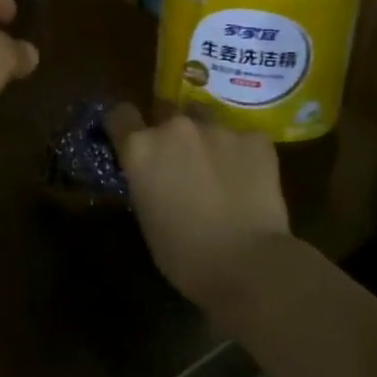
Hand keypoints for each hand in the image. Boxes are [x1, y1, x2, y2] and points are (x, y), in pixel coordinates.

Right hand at [102, 105, 292, 308]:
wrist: (248, 265)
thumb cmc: (185, 256)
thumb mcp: (147, 217)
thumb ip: (145, 182)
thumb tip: (154, 175)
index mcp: (141, 148)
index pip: (120, 115)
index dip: (125, 126)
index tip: (131, 139)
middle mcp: (175, 127)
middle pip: (165, 112)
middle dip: (170, 133)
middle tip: (182, 163)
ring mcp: (218, 128)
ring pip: (207, 124)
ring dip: (207, 142)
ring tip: (221, 175)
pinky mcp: (255, 138)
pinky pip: (243, 140)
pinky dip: (243, 155)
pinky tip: (250, 183)